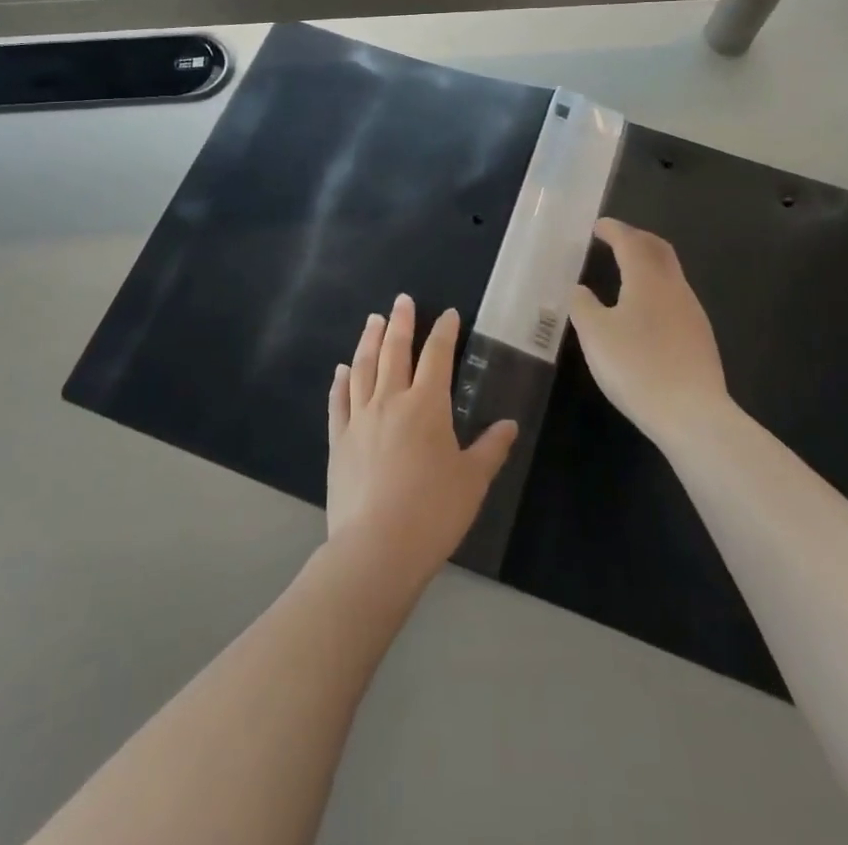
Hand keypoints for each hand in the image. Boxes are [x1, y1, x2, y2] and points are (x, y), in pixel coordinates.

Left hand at [325, 296, 516, 583]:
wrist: (376, 549)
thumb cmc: (433, 512)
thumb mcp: (473, 481)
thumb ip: (491, 448)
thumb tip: (509, 425)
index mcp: (427, 405)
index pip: (437, 356)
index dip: (443, 331)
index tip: (447, 314)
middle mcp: (390, 401)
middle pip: (395, 351)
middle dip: (400, 322)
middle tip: (402, 300)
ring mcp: (360, 419)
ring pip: (363, 367)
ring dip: (369, 340)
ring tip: (373, 320)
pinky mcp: (338, 441)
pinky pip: (338, 401)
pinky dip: (340, 381)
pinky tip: (341, 369)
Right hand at [570, 219, 730, 446]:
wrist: (691, 413)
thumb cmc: (636, 366)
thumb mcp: (595, 334)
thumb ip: (583, 305)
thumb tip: (579, 289)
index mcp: (647, 279)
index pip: (630, 242)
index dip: (614, 230)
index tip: (599, 225)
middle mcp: (674, 287)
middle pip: (659, 250)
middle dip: (637, 239)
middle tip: (616, 239)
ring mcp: (692, 312)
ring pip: (670, 274)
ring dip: (649, 263)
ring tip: (628, 272)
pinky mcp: (700, 337)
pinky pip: (676, 297)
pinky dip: (657, 288)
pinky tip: (645, 310)